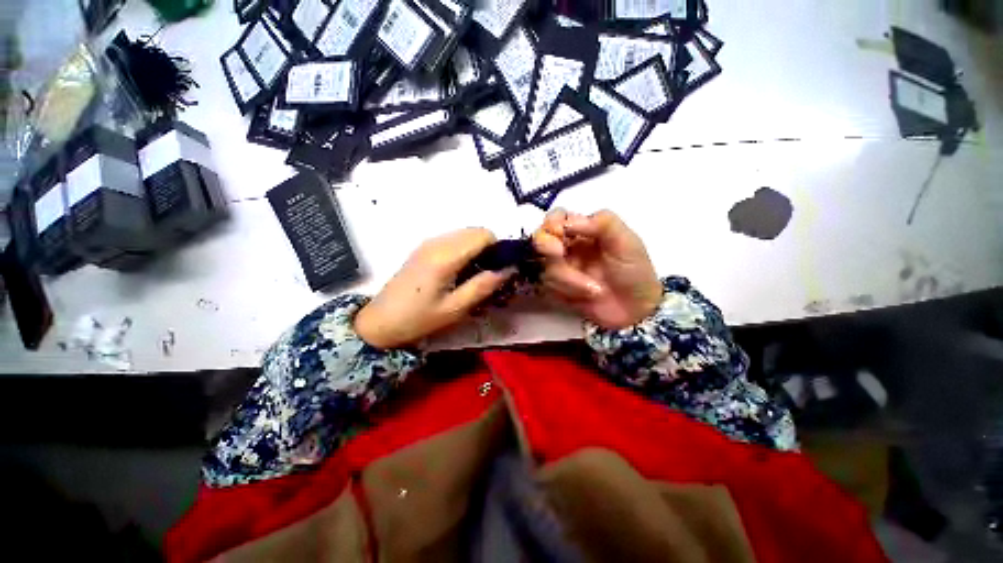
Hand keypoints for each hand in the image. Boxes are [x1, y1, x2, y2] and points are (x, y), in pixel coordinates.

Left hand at [355, 228, 515, 348]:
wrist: (379, 322)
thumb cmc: (418, 319)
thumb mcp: (455, 308)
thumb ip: (483, 286)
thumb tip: (508, 269)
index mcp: (445, 256)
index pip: (483, 235)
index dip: (498, 248)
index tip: (500, 268)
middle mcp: (437, 242)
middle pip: (475, 231)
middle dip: (489, 248)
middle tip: (489, 274)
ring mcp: (428, 243)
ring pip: (464, 233)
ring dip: (477, 249)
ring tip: (474, 275)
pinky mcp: (424, 248)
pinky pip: (453, 239)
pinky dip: (464, 249)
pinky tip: (459, 271)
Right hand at [533, 209, 661, 329]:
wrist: (636, 310)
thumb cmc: (634, 271)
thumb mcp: (627, 242)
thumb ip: (603, 223)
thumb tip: (568, 222)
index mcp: (584, 231)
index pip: (556, 218)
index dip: (551, 222)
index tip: (559, 232)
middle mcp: (568, 248)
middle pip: (541, 240)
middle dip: (546, 245)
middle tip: (558, 253)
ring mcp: (561, 268)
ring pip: (545, 266)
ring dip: (568, 278)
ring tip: (595, 289)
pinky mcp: (557, 288)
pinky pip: (547, 286)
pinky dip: (567, 290)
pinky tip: (586, 296)